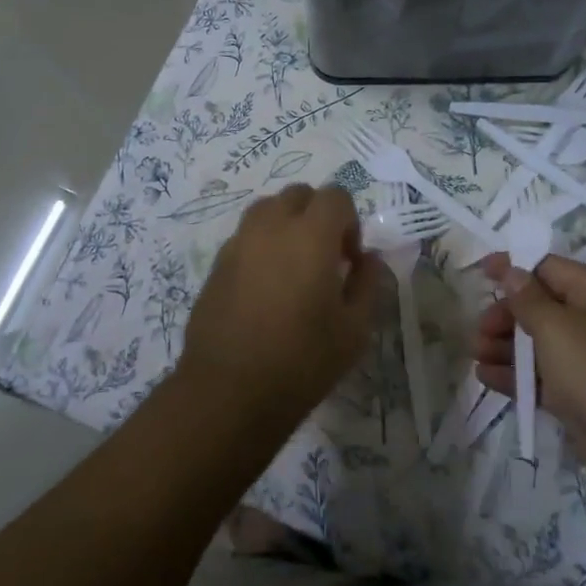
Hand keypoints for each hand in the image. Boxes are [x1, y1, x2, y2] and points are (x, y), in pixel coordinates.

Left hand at [179, 185, 378, 420]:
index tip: (350, 260)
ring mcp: (238, 242)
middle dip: (317, 215)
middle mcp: (271, 226)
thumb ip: (368, 283)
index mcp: (310, 235)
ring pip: (267, 210)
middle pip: (298, 195)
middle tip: (325, 258)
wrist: (229, 391)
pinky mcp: (217, 264)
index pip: (335, 196)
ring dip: (287, 225)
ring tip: (294, 268)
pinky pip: (246, 236)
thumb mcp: (355, 329)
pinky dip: (262, 246)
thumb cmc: (302, 361)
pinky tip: (266, 289)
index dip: (350, 222)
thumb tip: (368, 258)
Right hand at [474, 253, 585, 514]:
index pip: (548, 267)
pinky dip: (517, 376)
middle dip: (506, 315)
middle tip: (479, 331)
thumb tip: (511, 271)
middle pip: (541, 306)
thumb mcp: (558, 328)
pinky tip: (487, 378)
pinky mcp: (584, 398)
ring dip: (506, 346)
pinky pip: (545, 378)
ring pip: (540, 344)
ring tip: (477, 355)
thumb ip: (528, 298)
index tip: (479, 272)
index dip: (513, 268)